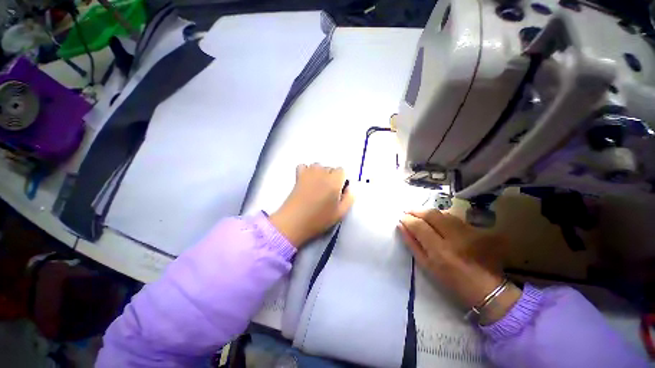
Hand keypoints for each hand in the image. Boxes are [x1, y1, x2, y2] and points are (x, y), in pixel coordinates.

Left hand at [270, 164, 353, 247]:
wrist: (294, 222)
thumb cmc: (319, 219)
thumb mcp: (341, 213)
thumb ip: (349, 198)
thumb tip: (349, 188)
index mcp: (334, 181)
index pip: (342, 170)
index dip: (341, 180)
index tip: (338, 191)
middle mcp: (322, 173)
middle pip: (330, 168)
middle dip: (331, 177)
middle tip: (327, 192)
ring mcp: (309, 173)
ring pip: (318, 166)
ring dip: (320, 173)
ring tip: (317, 187)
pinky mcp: (298, 176)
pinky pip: (304, 166)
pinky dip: (306, 171)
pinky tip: (306, 181)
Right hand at [398, 209, 521, 323]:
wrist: (487, 288)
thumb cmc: (452, 281)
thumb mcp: (427, 266)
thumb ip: (412, 244)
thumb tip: (401, 226)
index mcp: (440, 250)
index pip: (419, 225)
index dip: (408, 219)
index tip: (401, 218)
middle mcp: (454, 237)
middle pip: (431, 214)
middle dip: (416, 211)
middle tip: (407, 212)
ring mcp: (467, 231)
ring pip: (442, 213)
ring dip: (427, 211)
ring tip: (419, 214)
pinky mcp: (475, 230)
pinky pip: (453, 216)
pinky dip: (440, 215)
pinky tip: (435, 218)